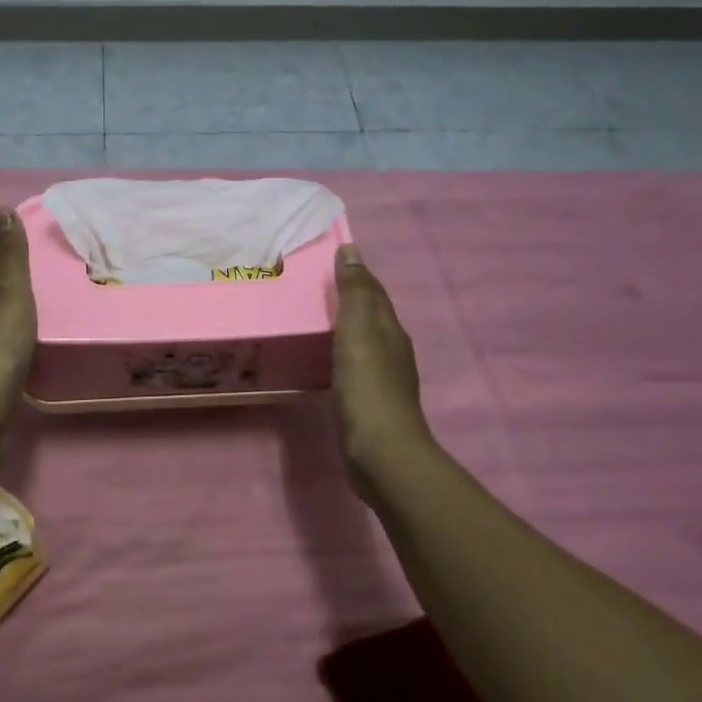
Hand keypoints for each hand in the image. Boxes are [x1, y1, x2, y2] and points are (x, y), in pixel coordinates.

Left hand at [0, 207, 37, 462]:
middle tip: (38, 271)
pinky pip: (11, 358)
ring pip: (2, 329)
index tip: (14, 231)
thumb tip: (2, 210)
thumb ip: (10, 258)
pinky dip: (21, 347)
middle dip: (10, 283)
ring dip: (16, 317)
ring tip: (40, 310)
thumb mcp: (8, 294)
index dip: (2, 250)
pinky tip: (31, 353)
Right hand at [332, 243, 430, 477]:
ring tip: (311, 321)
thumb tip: (352, 250)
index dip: (355, 274)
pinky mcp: (368, 403)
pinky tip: (322, 362)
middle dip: (347, 301)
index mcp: (390, 330)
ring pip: (361, 342)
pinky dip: (338, 356)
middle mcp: (391, 350)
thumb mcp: (359, 331)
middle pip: (369, 316)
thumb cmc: (367, 385)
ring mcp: (382, 380)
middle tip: (311, 288)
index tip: (329, 258)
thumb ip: (355, 293)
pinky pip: (351, 367)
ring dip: (342, 329)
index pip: (373, 293)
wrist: (380, 451)